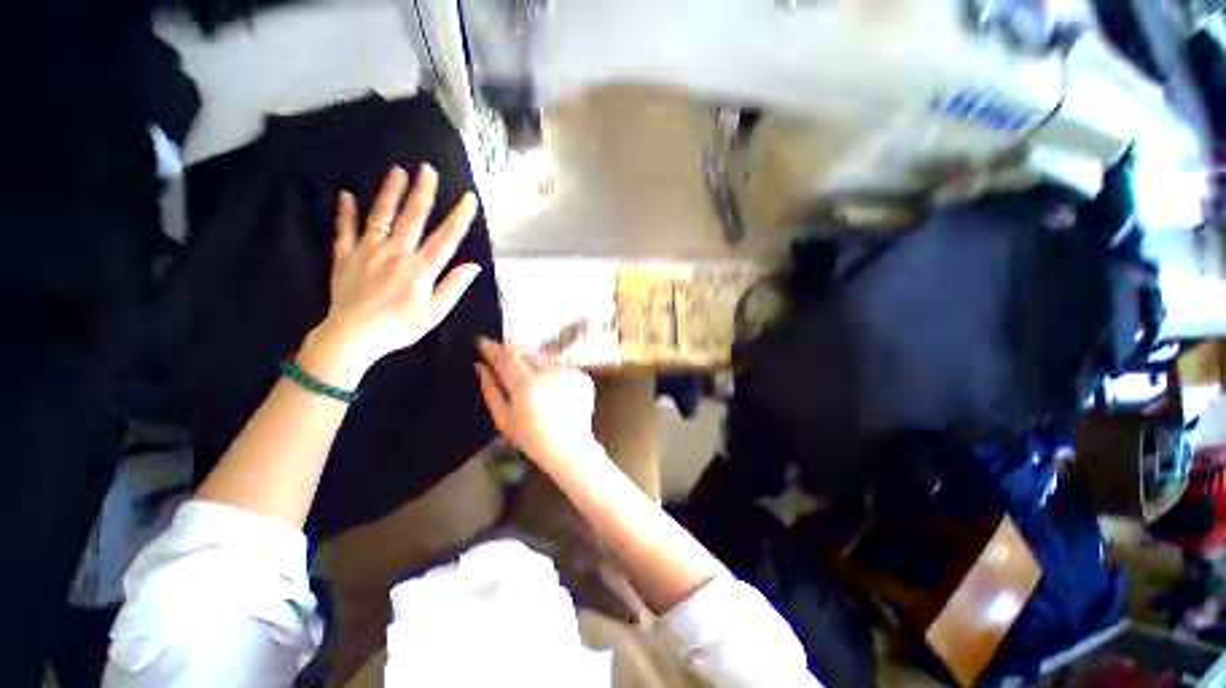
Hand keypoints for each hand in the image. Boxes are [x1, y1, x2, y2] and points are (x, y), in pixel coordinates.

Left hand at [302, 165, 480, 386]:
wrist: (352, 337)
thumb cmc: (400, 327)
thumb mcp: (435, 313)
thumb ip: (453, 287)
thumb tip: (473, 266)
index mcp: (420, 269)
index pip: (445, 238)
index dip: (459, 217)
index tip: (469, 198)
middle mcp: (395, 253)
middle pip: (412, 218)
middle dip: (422, 192)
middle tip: (427, 169)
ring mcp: (367, 252)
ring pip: (380, 216)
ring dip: (389, 192)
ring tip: (396, 171)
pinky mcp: (345, 257)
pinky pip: (344, 230)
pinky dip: (345, 212)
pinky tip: (345, 195)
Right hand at [475, 338, 598, 469]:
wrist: (570, 447)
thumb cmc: (532, 438)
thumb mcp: (504, 419)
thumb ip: (490, 389)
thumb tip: (480, 366)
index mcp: (528, 384)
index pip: (506, 355)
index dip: (493, 348)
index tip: (483, 344)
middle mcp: (550, 372)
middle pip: (526, 355)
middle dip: (516, 363)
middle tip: (514, 380)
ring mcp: (569, 372)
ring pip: (544, 361)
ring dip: (536, 370)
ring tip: (539, 394)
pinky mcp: (582, 375)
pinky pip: (561, 368)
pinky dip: (554, 376)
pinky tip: (555, 395)